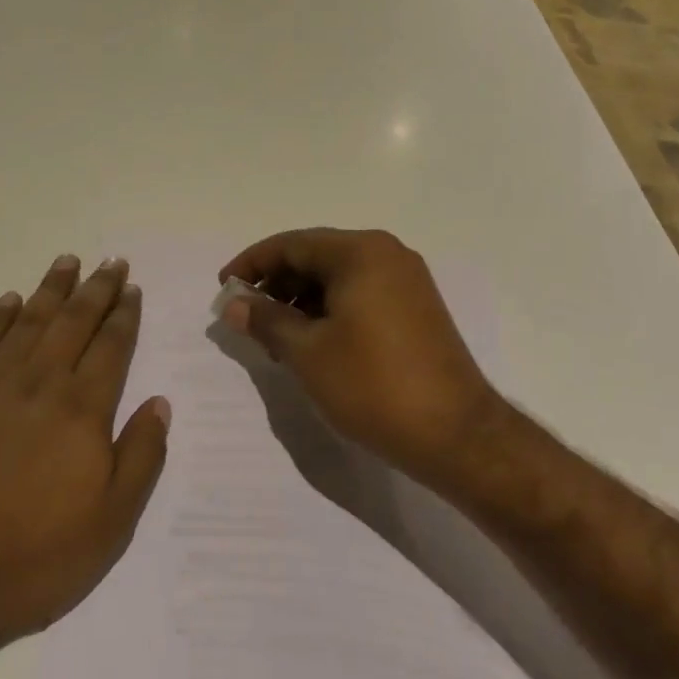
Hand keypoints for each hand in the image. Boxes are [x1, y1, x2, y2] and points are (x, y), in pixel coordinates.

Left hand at [0, 255, 170, 648]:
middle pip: (73, 322)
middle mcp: (40, 383)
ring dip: (51, 289)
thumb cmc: (29, 556)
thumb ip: (140, 457)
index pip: (111, 347)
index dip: (123, 315)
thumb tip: (160, 403)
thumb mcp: (109, 524)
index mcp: (82, 409)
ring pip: (28, 322)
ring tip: (67, 262)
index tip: (131, 288)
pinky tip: (9, 301)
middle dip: (95, 289)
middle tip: (110, 261)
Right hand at [218, 228, 507, 486]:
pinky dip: (330, 310)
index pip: (292, 244)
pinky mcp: (416, 308)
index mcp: (360, 252)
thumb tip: (234, 303)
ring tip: (275, 337)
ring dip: (302, 300)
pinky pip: (360, 294)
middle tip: (246, 317)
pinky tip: (311, 342)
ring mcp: (406, 280)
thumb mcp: (308, 352)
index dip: (252, 264)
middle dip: (276, 284)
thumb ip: (266, 320)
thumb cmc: (373, 385)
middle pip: (316, 256)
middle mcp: (386, 254)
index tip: (223, 288)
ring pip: (338, 277)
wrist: (455, 434)